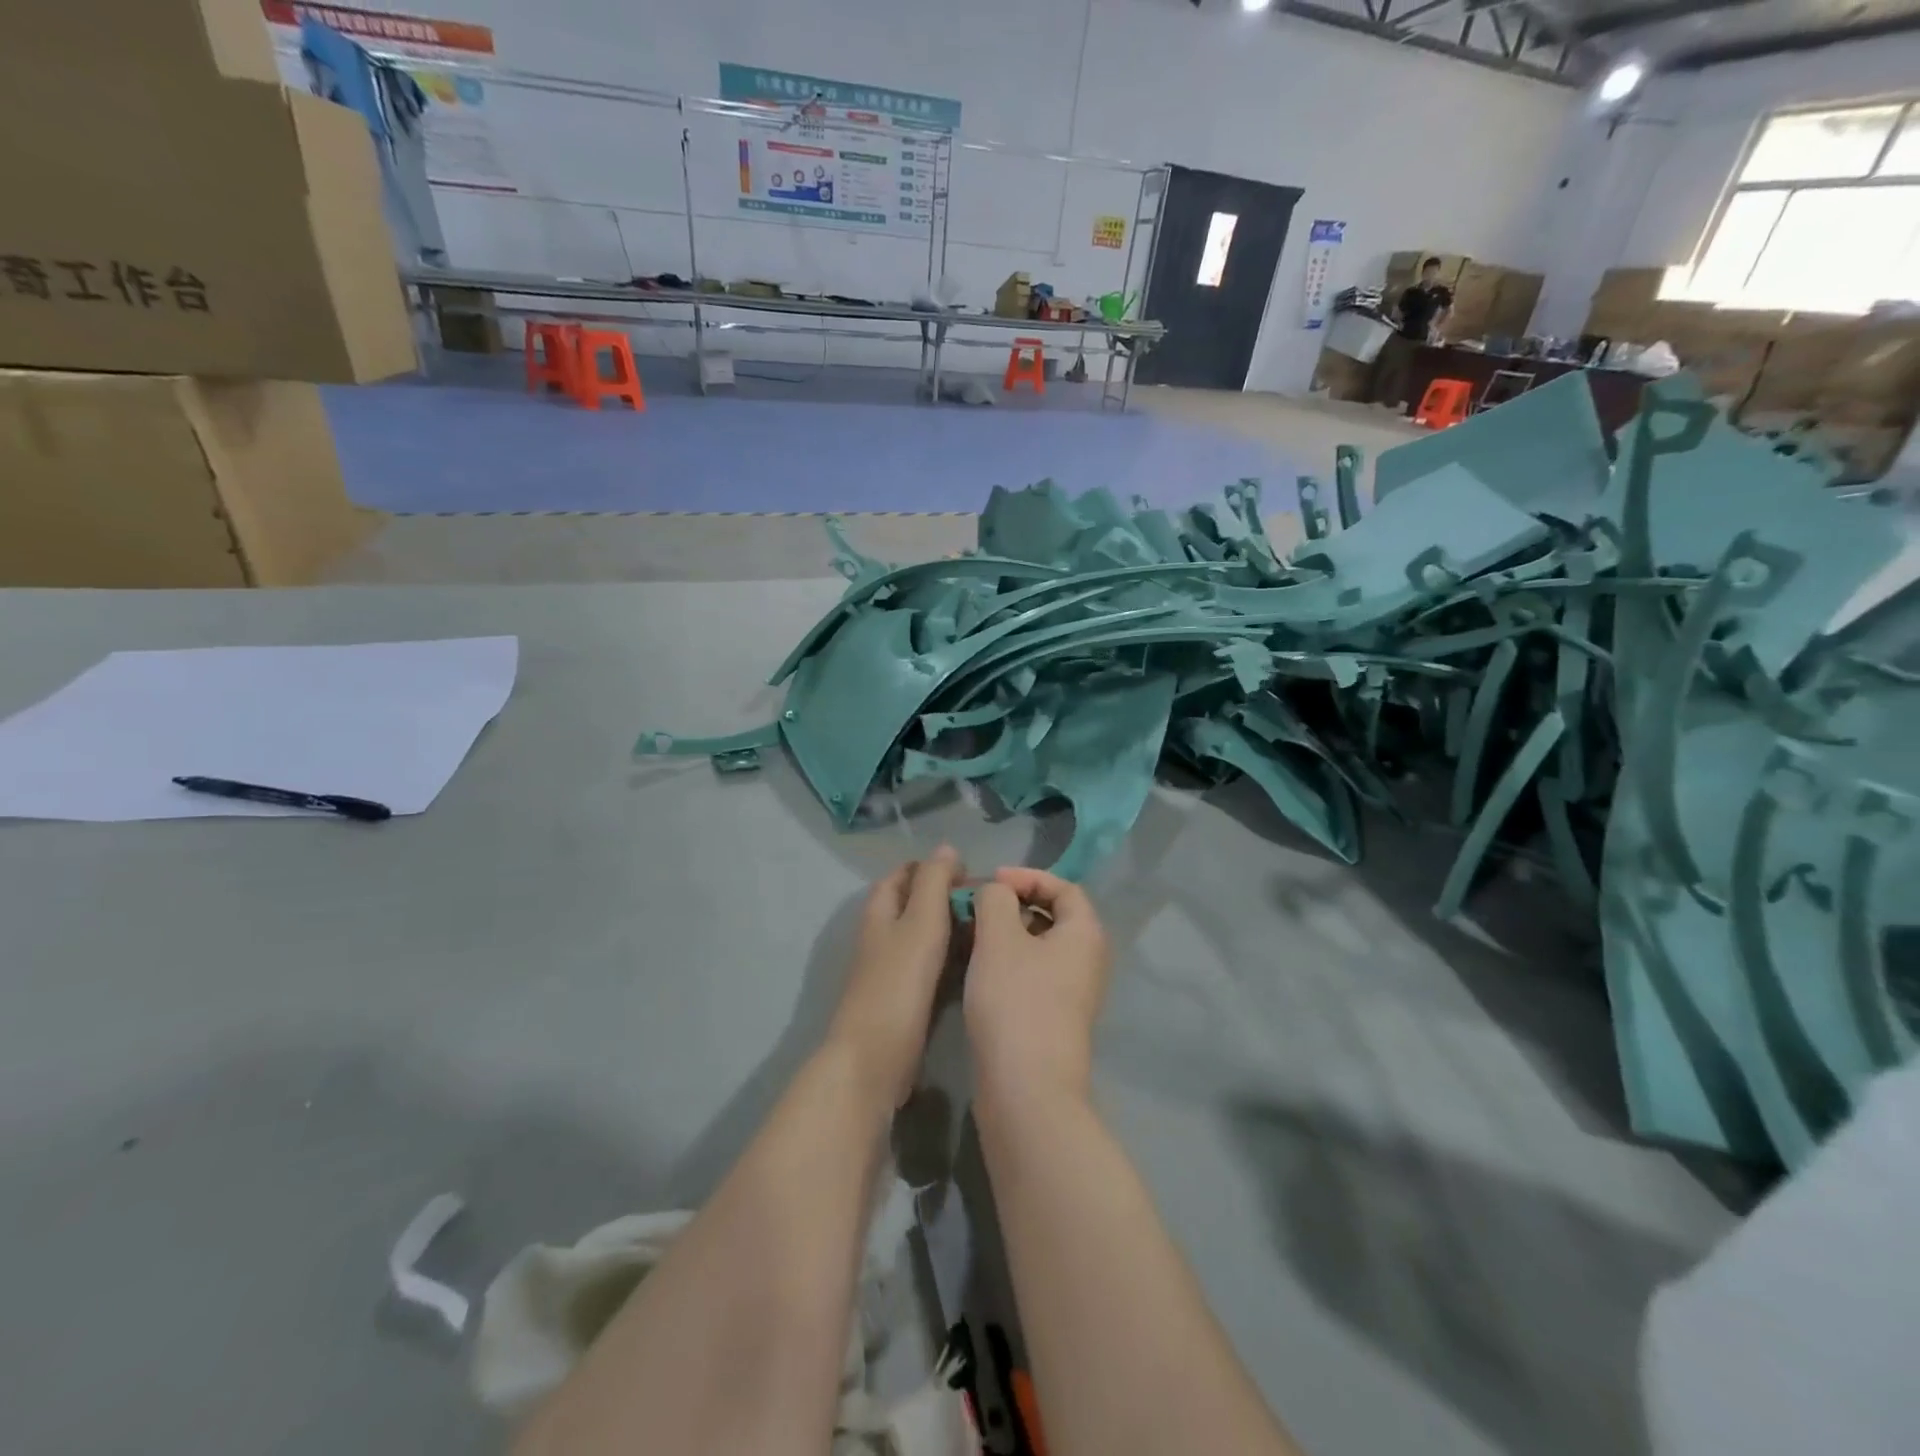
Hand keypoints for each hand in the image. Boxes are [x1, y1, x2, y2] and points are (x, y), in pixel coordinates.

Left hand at [825, 847, 961, 1107]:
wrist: (874, 1058)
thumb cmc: (898, 984)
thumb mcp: (921, 923)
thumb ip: (934, 883)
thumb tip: (946, 848)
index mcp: (881, 912)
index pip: (903, 875)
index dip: (931, 867)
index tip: (968, 872)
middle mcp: (882, 936)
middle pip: (913, 904)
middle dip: (945, 897)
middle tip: (987, 902)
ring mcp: (891, 969)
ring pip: (923, 936)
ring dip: (951, 928)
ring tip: (989, 928)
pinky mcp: (903, 999)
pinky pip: (930, 966)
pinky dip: (950, 958)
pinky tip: (976, 964)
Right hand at [966, 867, 1111, 1104]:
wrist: (1027, 1088)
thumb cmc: (1016, 1001)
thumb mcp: (999, 937)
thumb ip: (995, 899)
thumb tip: (996, 893)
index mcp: (1085, 933)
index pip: (1063, 887)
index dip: (1027, 877)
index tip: (991, 882)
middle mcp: (1087, 960)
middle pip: (1053, 916)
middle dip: (1013, 904)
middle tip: (977, 907)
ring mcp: (1072, 993)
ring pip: (1039, 947)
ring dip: (1006, 934)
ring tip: (970, 935)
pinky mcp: (1054, 1018)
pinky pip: (1033, 974)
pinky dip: (1007, 962)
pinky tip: (977, 969)